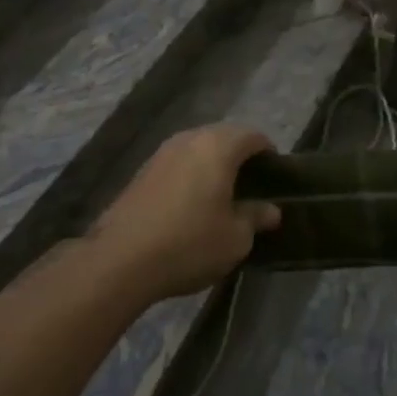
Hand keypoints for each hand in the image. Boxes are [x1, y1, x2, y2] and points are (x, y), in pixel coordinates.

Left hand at [87, 124, 281, 300]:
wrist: (121, 259)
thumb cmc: (190, 243)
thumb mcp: (235, 238)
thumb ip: (255, 217)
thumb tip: (270, 210)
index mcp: (217, 146)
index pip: (252, 136)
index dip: (268, 154)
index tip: (275, 178)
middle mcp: (189, 139)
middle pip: (223, 137)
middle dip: (240, 156)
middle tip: (252, 187)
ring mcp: (161, 153)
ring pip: (197, 148)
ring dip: (212, 165)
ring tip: (222, 195)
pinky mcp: (141, 171)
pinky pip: (177, 163)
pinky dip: (190, 175)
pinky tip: (192, 203)